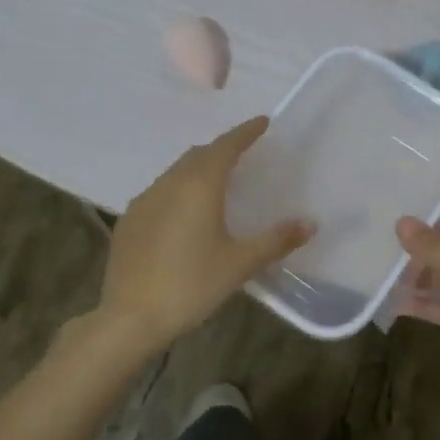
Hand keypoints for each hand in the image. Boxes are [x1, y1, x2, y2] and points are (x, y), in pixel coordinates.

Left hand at [97, 117, 312, 351]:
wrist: (130, 317)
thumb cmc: (191, 285)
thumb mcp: (239, 264)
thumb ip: (276, 240)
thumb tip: (310, 223)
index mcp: (198, 186)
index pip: (225, 147)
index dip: (245, 132)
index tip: (262, 122)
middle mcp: (168, 184)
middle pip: (198, 155)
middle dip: (221, 149)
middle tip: (243, 154)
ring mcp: (143, 201)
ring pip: (175, 172)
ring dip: (198, 169)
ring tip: (217, 183)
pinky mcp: (129, 221)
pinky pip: (159, 192)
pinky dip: (178, 190)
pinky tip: (184, 214)